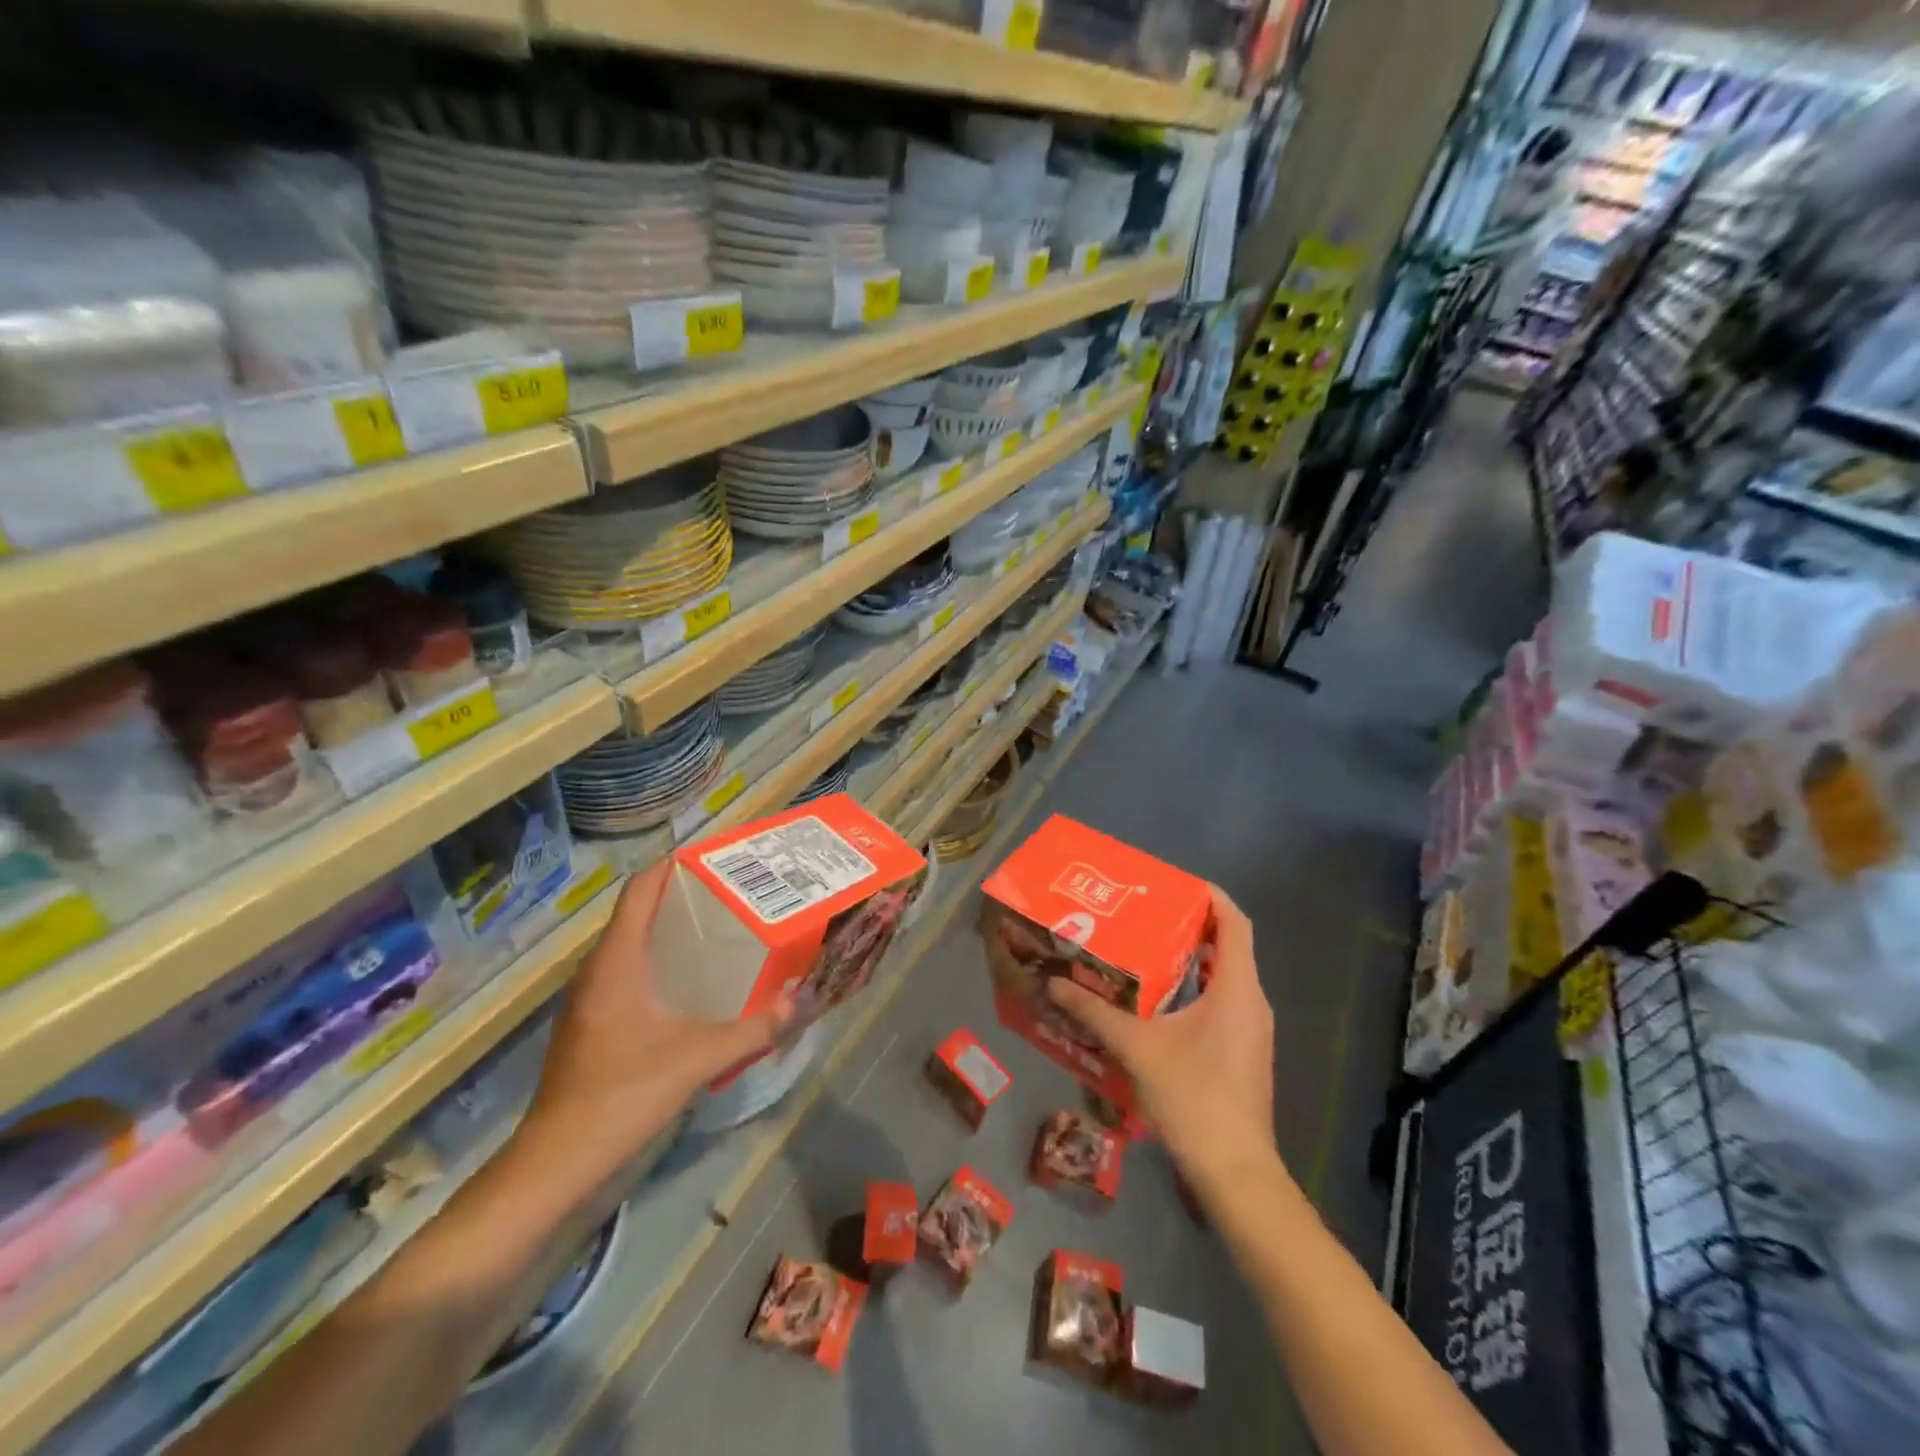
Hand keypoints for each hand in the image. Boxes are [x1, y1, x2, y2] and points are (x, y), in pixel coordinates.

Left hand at [516, 861, 792, 1197]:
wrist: (555, 1164)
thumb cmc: (623, 1095)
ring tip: (717, 930)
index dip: (670, 867)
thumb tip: (799, 1003)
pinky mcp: (588, 1025)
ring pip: (629, 946)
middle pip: (635, 914)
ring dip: (667, 932)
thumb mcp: (697, 1058)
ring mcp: (588, 1000)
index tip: (711, 857)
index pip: (639, 891)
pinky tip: (689, 984)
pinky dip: (656, 963)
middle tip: (730, 893)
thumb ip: (752, 1029)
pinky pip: (625, 973)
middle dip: (679, 897)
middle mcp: (596, 971)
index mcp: (616, 962)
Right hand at [1048, 884, 1278, 1189]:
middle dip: (1190, 926)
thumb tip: (1055, 983)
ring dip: (1190, 961)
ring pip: (1224, 978)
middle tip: (1144, 915)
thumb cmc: (1193, 1097)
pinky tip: (1156, 1003)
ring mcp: (1252, 1031)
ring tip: (1143, 951)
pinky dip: (1194, 990)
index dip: (1211, 897)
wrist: (1235, 1173)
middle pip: (1229, 947)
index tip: (1175, 883)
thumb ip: (1095, 1012)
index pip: (1235, 923)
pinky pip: (1222, 1004)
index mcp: (1237, 990)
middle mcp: (1252, 1003)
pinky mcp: (1244, 1053)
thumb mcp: (1137, 1048)